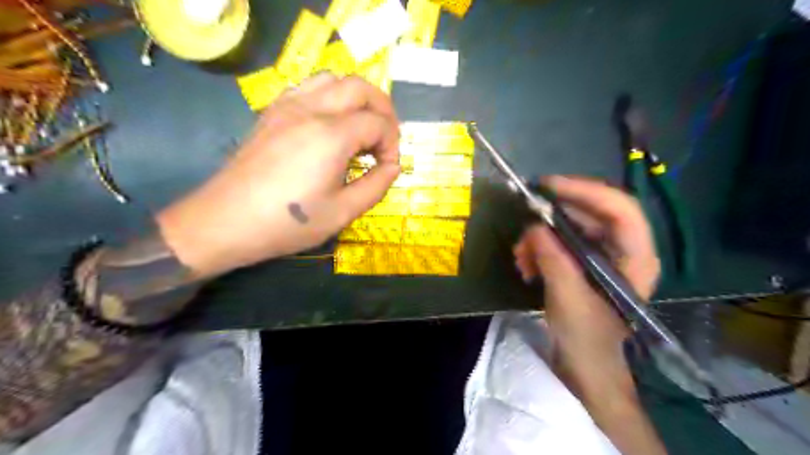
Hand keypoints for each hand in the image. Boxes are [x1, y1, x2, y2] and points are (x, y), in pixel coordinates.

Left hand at [156, 75, 399, 276]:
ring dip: (356, 98)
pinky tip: (329, 125)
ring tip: (360, 128)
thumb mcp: (342, 213)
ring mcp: (288, 106)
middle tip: (385, 139)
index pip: (378, 123)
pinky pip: (308, 87)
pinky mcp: (272, 112)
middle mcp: (311, 109)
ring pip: (333, 79)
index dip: (392, 144)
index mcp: (331, 136)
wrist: (225, 222)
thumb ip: (376, 186)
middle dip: (383, 110)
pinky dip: (330, 97)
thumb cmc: (288, 223)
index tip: (387, 168)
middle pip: (361, 87)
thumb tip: (393, 166)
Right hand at [515, 176, 659, 400]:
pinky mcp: (584, 263)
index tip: (547, 188)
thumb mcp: (568, 299)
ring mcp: (603, 255)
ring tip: (521, 256)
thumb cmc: (587, 340)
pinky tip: (526, 265)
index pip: (620, 208)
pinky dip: (539, 248)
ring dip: (541, 236)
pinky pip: (560, 241)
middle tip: (524, 228)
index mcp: (636, 258)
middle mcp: (623, 250)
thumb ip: (554, 260)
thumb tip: (535, 227)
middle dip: (553, 219)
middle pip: (591, 213)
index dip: (586, 191)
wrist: (585, 366)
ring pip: (570, 227)